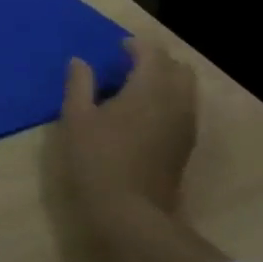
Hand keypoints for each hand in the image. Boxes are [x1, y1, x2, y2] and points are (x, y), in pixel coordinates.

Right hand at [60, 38, 199, 239]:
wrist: (131, 215)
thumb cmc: (98, 160)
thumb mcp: (77, 118)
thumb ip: (79, 84)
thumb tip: (79, 61)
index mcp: (150, 88)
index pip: (153, 53)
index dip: (135, 46)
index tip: (116, 49)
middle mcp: (176, 102)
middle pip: (179, 69)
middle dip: (157, 62)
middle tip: (129, 67)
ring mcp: (185, 127)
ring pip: (186, 91)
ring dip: (165, 83)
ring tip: (135, 91)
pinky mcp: (185, 148)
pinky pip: (184, 111)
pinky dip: (169, 103)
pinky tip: (143, 117)